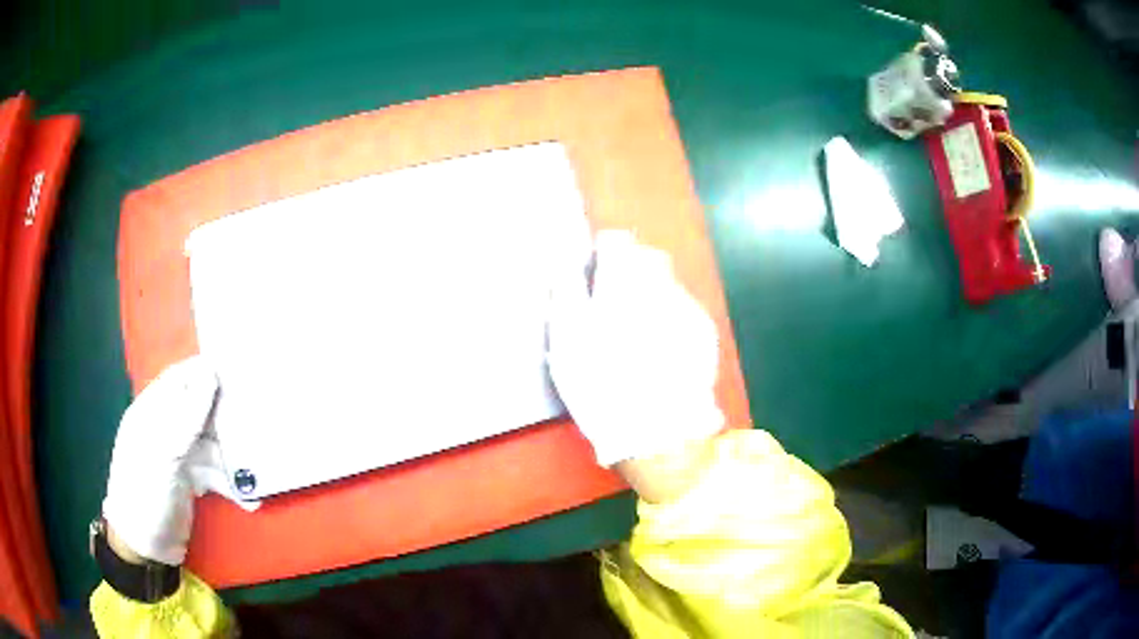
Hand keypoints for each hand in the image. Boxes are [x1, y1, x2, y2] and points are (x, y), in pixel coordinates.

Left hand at [102, 355, 253, 565]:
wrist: (145, 548)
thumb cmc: (145, 494)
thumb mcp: (163, 454)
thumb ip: (186, 416)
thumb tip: (211, 372)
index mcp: (150, 412)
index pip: (179, 379)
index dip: (204, 372)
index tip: (237, 370)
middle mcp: (164, 429)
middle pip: (199, 412)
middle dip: (225, 417)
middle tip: (257, 420)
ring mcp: (177, 457)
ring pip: (211, 445)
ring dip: (233, 458)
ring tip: (259, 471)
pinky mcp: (189, 482)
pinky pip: (215, 474)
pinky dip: (231, 484)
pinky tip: (248, 499)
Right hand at [547, 231, 723, 468]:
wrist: (658, 429)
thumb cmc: (601, 382)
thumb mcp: (566, 339)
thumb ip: (566, 291)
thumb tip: (565, 262)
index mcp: (622, 281)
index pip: (616, 241)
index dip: (603, 252)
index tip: (595, 271)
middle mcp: (660, 285)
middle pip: (649, 257)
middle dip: (633, 268)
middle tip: (616, 300)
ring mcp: (687, 307)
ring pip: (668, 284)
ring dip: (653, 294)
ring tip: (639, 331)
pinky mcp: (704, 332)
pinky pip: (685, 309)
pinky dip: (671, 318)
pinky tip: (662, 348)